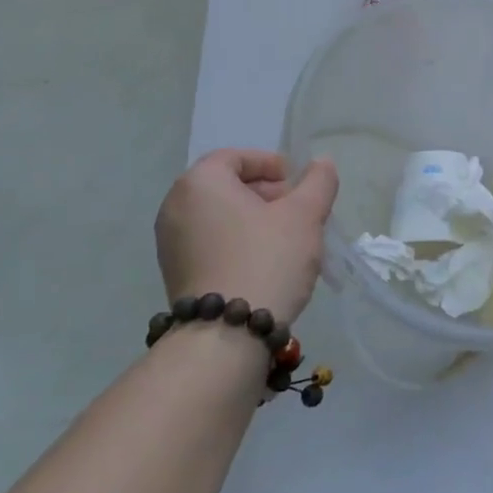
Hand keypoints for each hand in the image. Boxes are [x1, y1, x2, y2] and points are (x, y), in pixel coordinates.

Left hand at [154, 151, 338, 326]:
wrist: (226, 335)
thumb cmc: (267, 259)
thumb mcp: (305, 215)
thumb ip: (318, 182)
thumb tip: (322, 163)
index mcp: (200, 183)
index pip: (235, 157)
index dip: (269, 163)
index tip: (296, 182)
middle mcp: (175, 207)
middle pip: (225, 186)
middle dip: (265, 193)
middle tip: (297, 210)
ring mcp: (170, 244)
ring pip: (219, 217)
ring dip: (254, 219)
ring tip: (288, 238)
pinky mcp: (175, 274)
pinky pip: (210, 243)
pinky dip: (237, 242)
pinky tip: (266, 263)